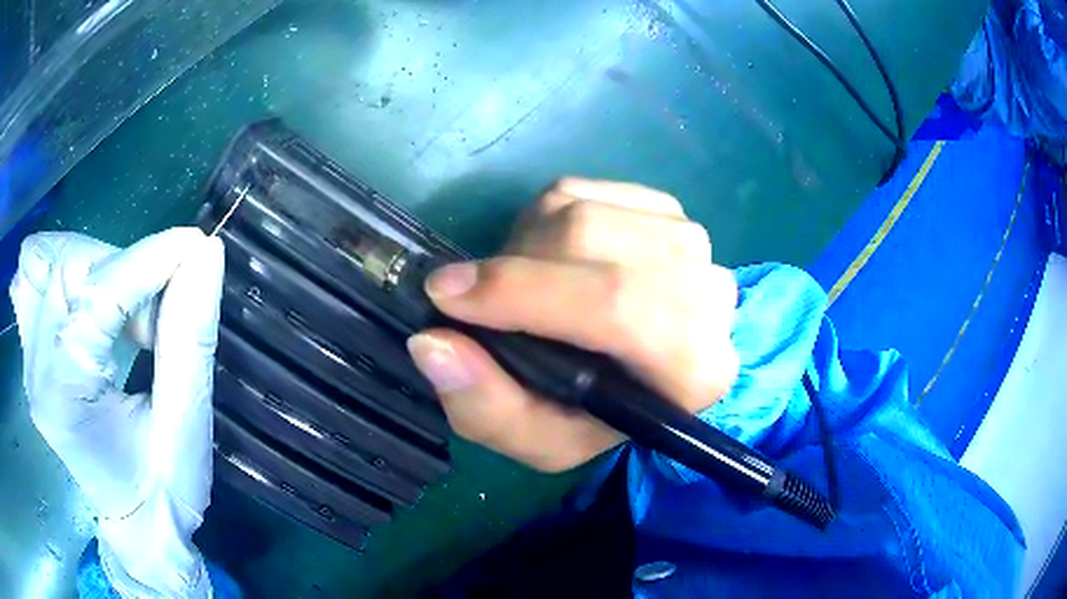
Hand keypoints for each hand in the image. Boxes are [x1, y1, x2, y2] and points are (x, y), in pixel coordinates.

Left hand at [10, 228, 223, 597]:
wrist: (137, 524)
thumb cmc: (164, 488)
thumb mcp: (186, 424)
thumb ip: (189, 336)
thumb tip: (206, 256)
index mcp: (65, 395)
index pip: (97, 294)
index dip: (148, 261)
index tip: (196, 249)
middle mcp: (35, 369)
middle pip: (71, 267)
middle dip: (124, 273)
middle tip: (159, 316)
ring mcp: (29, 357)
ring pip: (55, 261)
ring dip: (102, 270)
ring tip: (129, 315)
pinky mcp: (32, 350)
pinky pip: (40, 276)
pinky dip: (73, 272)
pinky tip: (95, 302)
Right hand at [406, 178, 738, 471]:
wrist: (640, 376)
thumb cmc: (592, 417)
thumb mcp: (536, 438)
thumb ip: (486, 407)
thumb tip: (432, 343)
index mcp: (695, 369)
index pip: (616, 307)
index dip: (523, 293)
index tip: (446, 296)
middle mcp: (709, 295)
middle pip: (594, 243)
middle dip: (516, 267)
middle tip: (477, 297)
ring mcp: (690, 242)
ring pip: (582, 211)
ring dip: (526, 246)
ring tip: (520, 286)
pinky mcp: (665, 209)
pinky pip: (582, 191)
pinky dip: (543, 220)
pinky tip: (550, 260)